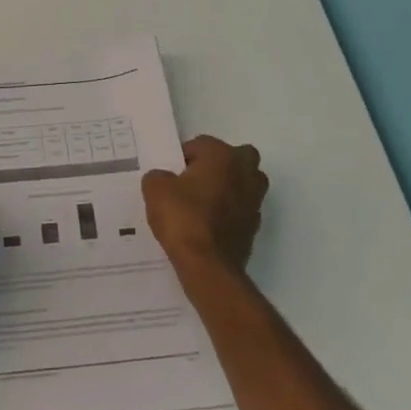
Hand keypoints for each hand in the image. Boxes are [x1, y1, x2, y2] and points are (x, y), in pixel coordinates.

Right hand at [143, 136, 266, 273]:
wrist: (207, 265)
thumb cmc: (182, 217)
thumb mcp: (155, 189)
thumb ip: (158, 176)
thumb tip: (165, 179)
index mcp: (223, 156)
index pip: (201, 144)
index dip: (183, 158)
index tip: (171, 175)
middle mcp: (245, 172)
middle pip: (235, 158)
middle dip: (217, 166)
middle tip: (194, 181)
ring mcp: (255, 200)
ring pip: (243, 183)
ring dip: (228, 188)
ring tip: (202, 203)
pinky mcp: (255, 226)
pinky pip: (241, 209)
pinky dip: (230, 213)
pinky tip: (209, 225)